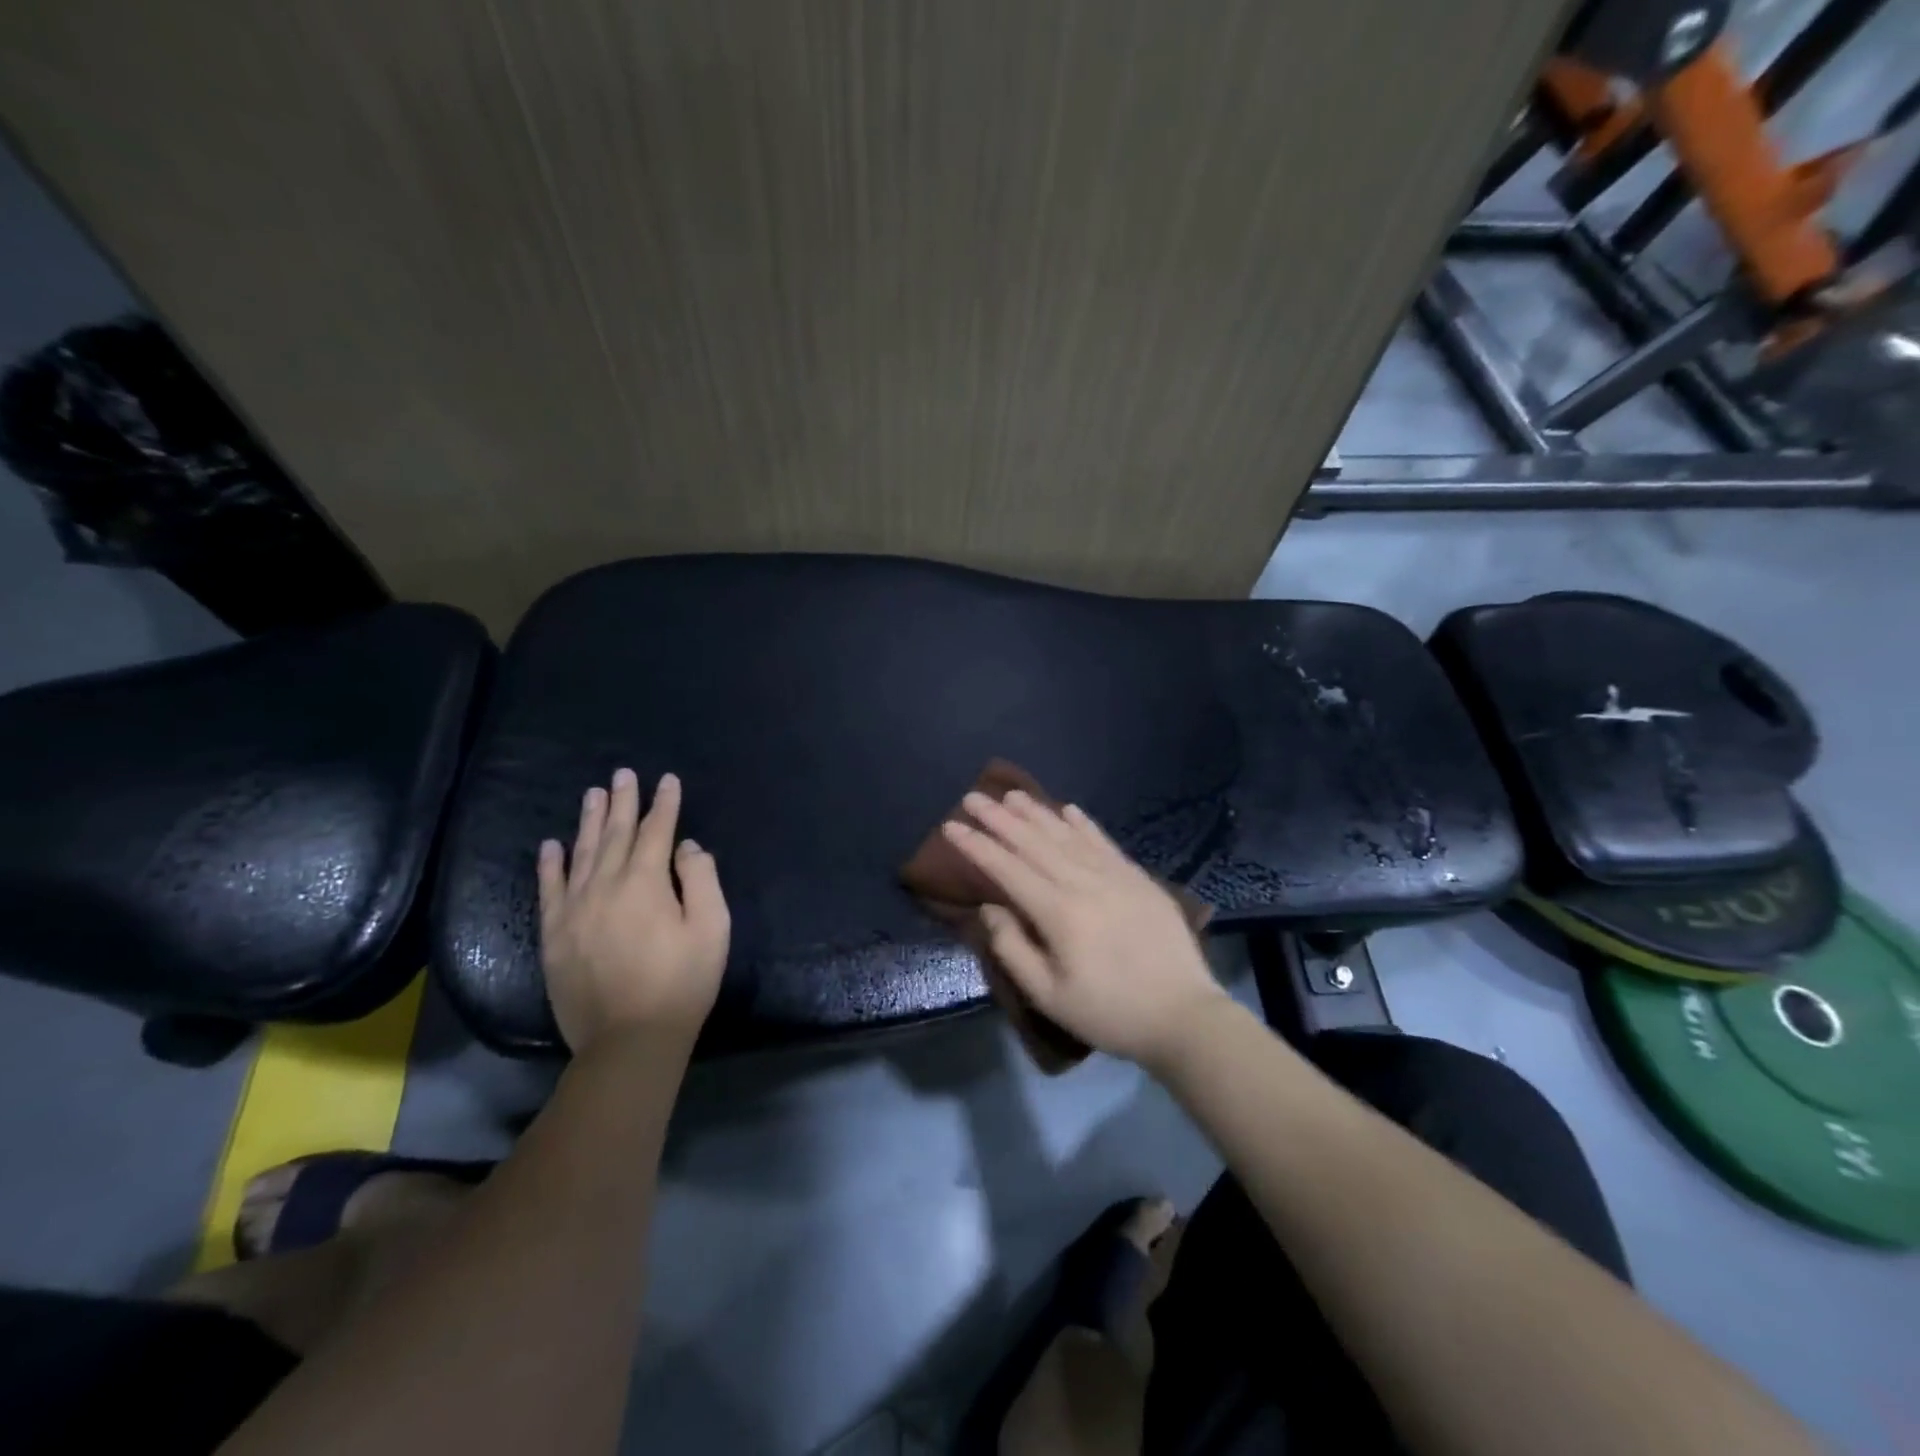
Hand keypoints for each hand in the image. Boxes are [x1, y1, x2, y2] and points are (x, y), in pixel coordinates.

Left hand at [536, 769, 730, 1054]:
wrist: (629, 1040)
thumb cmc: (682, 983)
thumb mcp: (711, 928)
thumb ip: (700, 879)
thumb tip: (685, 847)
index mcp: (645, 882)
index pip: (656, 831)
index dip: (664, 804)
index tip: (667, 780)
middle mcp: (604, 886)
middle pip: (614, 834)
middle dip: (622, 801)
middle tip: (623, 774)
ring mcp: (574, 909)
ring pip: (581, 853)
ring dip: (588, 821)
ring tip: (592, 793)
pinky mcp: (554, 935)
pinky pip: (549, 889)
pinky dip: (550, 864)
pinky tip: (551, 845)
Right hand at [941, 790, 1229, 1068]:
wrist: (1184, 1015)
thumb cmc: (1110, 1012)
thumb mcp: (1050, 996)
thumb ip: (1013, 949)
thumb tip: (991, 908)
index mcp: (1059, 912)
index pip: (1008, 869)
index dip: (977, 846)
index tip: (951, 826)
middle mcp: (1084, 882)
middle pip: (1034, 842)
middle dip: (1000, 818)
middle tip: (973, 797)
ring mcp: (1115, 875)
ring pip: (1067, 835)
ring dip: (1037, 812)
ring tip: (1012, 794)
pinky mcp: (1138, 878)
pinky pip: (1103, 841)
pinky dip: (1083, 823)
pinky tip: (1068, 809)